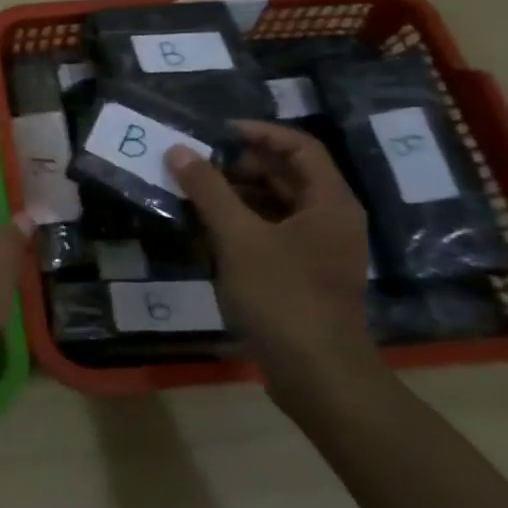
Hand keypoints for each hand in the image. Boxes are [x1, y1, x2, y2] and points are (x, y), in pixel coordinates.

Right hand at [166, 122, 381, 409]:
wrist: (318, 376)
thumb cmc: (284, 296)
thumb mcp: (239, 237)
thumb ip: (208, 190)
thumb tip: (178, 150)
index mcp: (329, 203)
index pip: (299, 147)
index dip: (259, 132)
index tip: (216, 131)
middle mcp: (330, 220)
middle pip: (287, 175)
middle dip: (240, 164)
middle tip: (195, 162)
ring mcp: (317, 250)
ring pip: (276, 205)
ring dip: (236, 194)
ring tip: (192, 191)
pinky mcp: (302, 275)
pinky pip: (270, 233)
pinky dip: (240, 223)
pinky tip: (205, 229)